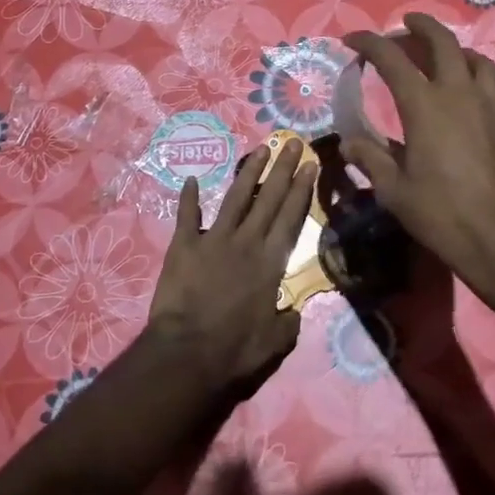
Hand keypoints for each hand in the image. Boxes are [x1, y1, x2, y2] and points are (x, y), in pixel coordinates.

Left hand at [140, 137, 316, 395]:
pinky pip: (187, 216)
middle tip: (292, 142)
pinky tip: (192, 180)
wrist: (187, 353)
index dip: (302, 189)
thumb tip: (293, 312)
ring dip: (249, 172)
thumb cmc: (235, 350)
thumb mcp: (275, 342)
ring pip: (235, 198)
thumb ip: (288, 322)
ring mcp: (213, 240)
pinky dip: (189, 198)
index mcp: (270, 262)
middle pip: (269, 198)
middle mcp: (246, 242)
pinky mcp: (183, 246)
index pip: (291, 217)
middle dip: (283, 168)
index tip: (310, 164)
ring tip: (260, 149)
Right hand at [340, 14, 494, 307]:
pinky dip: (475, 85)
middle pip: (444, 42)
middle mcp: (461, 95)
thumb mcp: (393, 190)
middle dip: (421, 25)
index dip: (370, 42)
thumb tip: (349, 142)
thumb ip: (370, 158)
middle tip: (406, 24)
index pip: (393, 59)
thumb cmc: (440, 215)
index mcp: (425, 106)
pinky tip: (467, 106)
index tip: (352, 39)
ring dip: (456, 50)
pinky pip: (493, 92)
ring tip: (443, 57)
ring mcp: (492, 109)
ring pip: (478, 61)